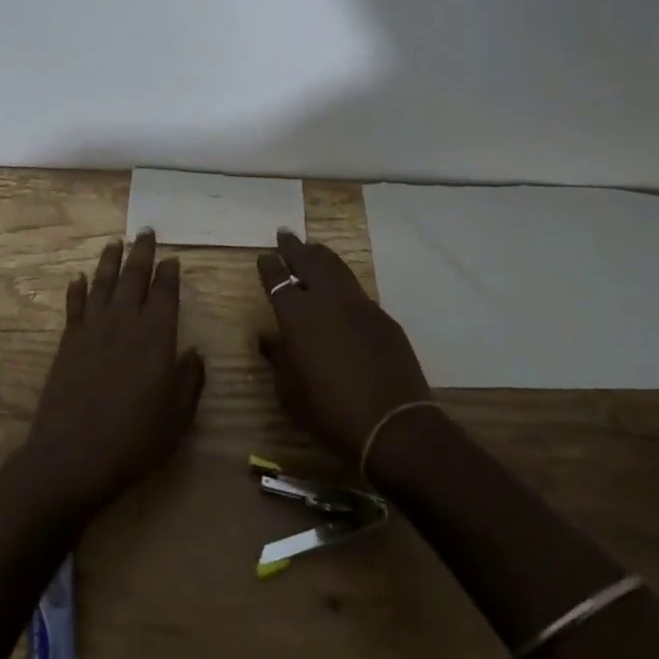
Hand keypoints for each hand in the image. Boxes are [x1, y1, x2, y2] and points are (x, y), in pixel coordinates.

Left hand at [15, 232, 204, 515]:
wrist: (72, 456)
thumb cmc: (133, 440)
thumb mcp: (176, 418)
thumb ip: (189, 381)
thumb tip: (195, 353)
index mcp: (156, 337)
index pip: (164, 292)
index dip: (169, 273)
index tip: (172, 259)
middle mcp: (124, 322)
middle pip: (133, 277)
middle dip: (141, 253)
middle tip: (146, 232)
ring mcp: (93, 329)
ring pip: (102, 283)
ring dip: (109, 261)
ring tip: (115, 243)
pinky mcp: (68, 342)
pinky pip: (74, 306)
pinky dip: (77, 289)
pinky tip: (78, 278)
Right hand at [257, 230, 433, 468]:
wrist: (393, 424)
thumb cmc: (330, 412)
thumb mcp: (290, 392)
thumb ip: (278, 358)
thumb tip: (269, 338)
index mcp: (297, 315)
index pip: (277, 279)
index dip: (269, 266)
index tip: (265, 256)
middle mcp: (327, 300)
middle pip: (308, 261)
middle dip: (294, 247)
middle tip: (285, 234)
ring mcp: (359, 305)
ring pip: (336, 267)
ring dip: (321, 255)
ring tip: (313, 248)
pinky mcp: (383, 317)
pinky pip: (357, 291)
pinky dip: (343, 282)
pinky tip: (342, 290)